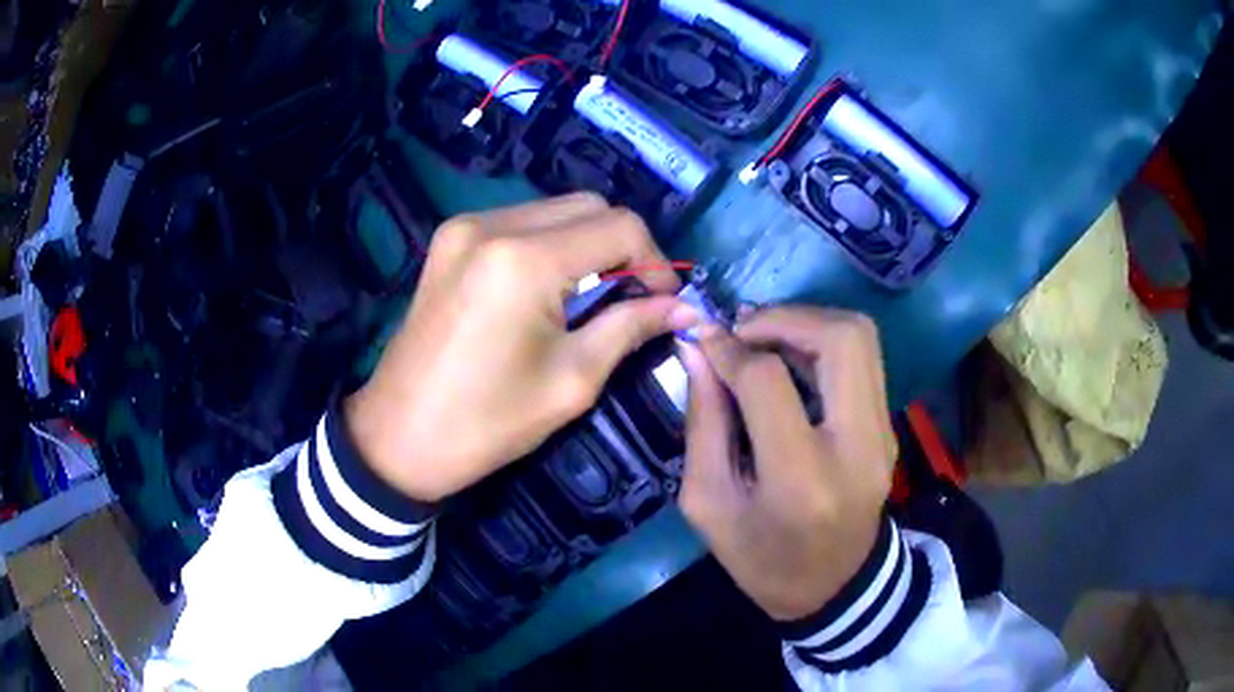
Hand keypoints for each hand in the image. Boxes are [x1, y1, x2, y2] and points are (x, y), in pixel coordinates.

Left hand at [345, 194, 698, 501]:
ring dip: (588, 243)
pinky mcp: (449, 238)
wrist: (398, 436)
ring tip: (593, 295)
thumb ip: (631, 328)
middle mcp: (493, 224)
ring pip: (556, 209)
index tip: (663, 302)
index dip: (655, 261)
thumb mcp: (571, 381)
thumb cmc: (486, 423)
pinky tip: (549, 287)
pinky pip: (520, 221)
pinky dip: (550, 244)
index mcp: (524, 260)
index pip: (620, 227)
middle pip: (589, 206)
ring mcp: (465, 227)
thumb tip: (684, 309)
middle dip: (624, 246)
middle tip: (632, 298)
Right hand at [677, 307, 896, 620]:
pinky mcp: (888, 427)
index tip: (703, 340)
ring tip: (764, 338)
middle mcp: (856, 445)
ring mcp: (882, 434)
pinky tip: (791, 360)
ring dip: (807, 322)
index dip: (730, 349)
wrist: (837, 588)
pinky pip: (862, 360)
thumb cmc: (764, 560)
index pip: (769, 381)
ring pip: (860, 338)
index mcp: (800, 478)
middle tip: (743, 329)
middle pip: (840, 339)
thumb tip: (699, 351)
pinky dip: (823, 344)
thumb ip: (703, 424)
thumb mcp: (710, 505)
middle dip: (784, 317)